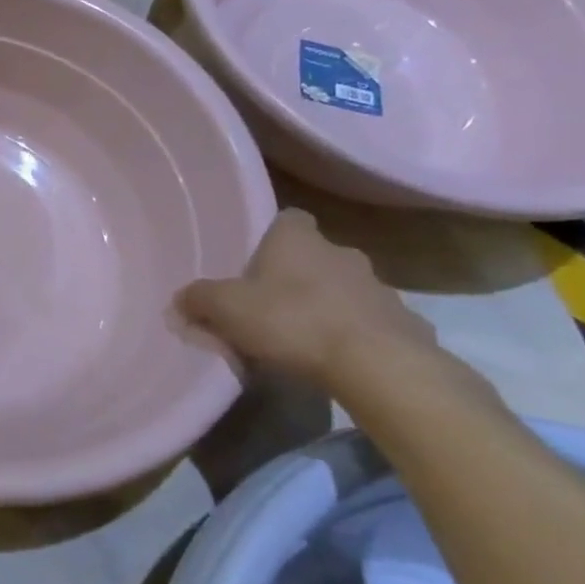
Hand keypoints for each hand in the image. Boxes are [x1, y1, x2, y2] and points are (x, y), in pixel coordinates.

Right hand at [177, 209, 435, 386]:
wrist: (377, 365)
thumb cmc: (292, 320)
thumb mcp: (226, 309)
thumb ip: (198, 300)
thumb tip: (179, 299)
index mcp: (298, 238)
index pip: (287, 218)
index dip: (271, 235)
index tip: (256, 260)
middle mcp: (341, 252)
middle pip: (314, 255)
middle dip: (297, 275)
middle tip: (271, 305)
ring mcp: (379, 287)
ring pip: (345, 289)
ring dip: (328, 305)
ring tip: (304, 338)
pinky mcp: (405, 324)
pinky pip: (371, 323)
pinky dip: (357, 335)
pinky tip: (340, 360)